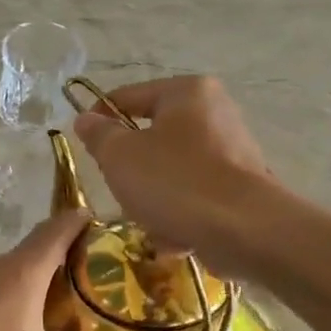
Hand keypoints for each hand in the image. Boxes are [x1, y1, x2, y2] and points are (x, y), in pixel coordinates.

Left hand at [0, 210, 146, 330]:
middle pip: (33, 247)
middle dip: (60, 253)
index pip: (58, 229)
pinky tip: (5, 324)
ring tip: (51, 299)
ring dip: (29, 276)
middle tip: (88, 271)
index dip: (81, 221)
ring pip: (5, 270)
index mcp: (24, 272)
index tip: (100, 221)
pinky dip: (1, 296)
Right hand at [72, 76, 277, 273]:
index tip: (85, 148)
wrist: (245, 230)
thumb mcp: (119, 156)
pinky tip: (174, 237)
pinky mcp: (241, 187)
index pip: (127, 97)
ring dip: (153, 198)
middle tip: (119, 189)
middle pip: (151, 137)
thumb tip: (86, 119)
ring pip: (171, 171)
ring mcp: (232, 151)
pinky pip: (195, 196)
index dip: (98, 119)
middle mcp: (215, 112)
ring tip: (149, 221)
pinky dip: (180, 215)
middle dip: (131, 170)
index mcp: (186, 92)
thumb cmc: (174, 181)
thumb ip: (98, 135)